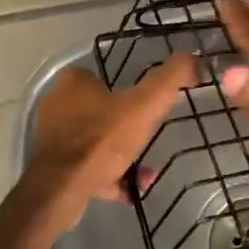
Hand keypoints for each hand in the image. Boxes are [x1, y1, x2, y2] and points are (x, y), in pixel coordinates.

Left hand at [28, 55, 196, 226]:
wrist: (61, 190)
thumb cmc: (101, 141)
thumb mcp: (143, 106)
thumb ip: (169, 80)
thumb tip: (194, 58)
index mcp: (73, 82)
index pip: (105, 77)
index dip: (130, 93)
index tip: (149, 110)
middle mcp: (58, 104)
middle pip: (103, 111)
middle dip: (128, 129)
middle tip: (149, 141)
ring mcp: (54, 136)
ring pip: (97, 141)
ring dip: (121, 155)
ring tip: (144, 172)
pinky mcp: (54, 165)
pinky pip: (89, 165)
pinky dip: (109, 176)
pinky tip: (129, 190)